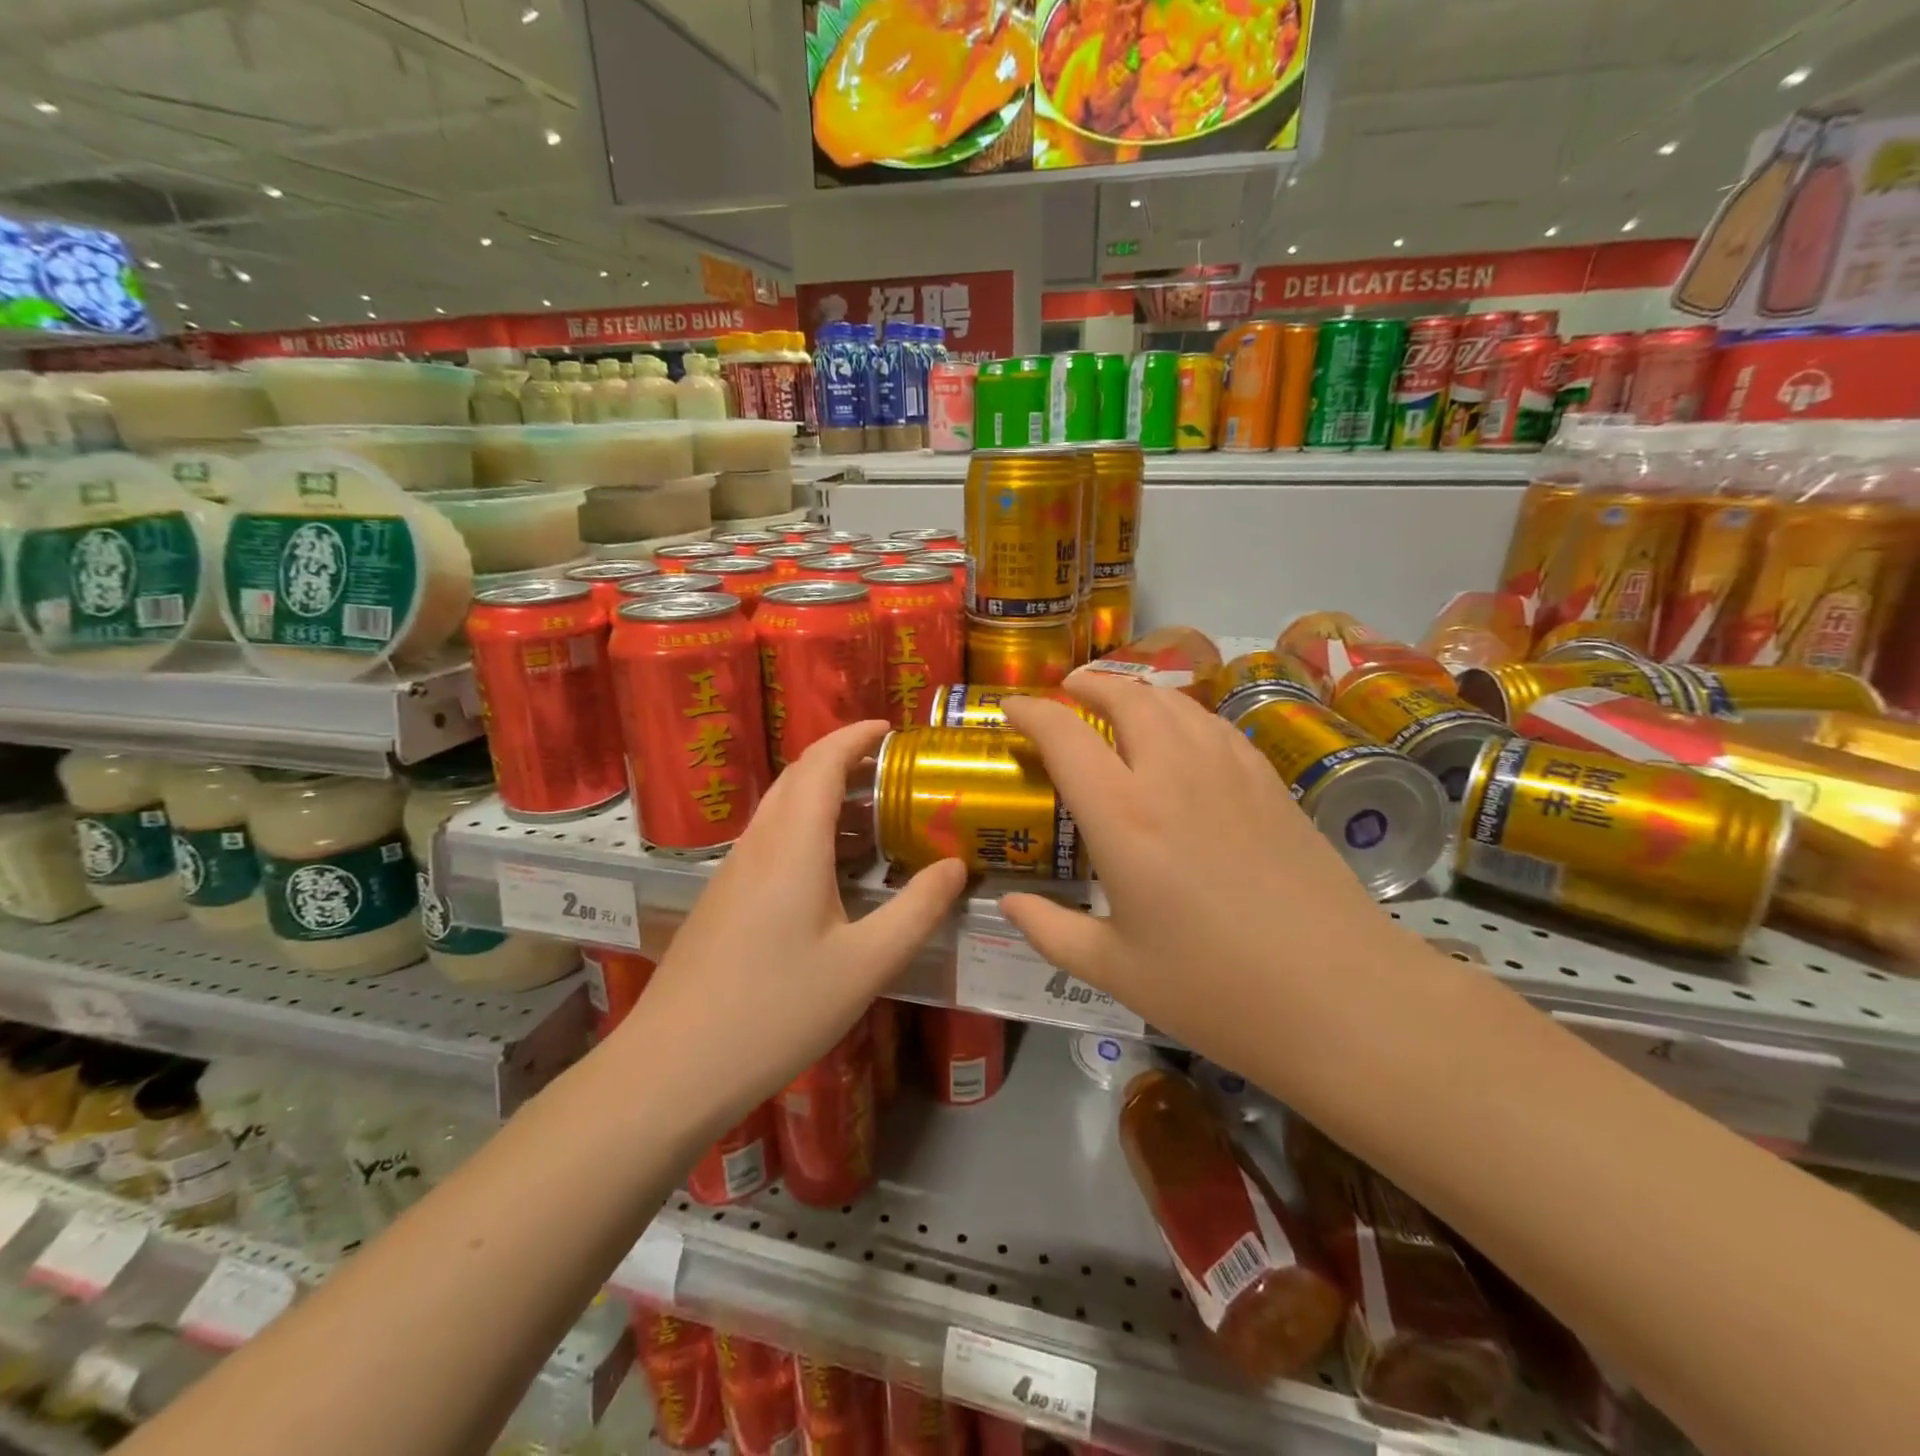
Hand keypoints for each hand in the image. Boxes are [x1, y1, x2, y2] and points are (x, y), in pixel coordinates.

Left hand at [618, 720, 965, 1133]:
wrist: (671, 1069)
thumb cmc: (776, 1011)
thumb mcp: (865, 964)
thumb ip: (916, 909)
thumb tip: (956, 865)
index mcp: (792, 845)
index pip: (820, 761)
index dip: (855, 735)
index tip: (893, 729)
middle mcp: (757, 845)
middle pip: (797, 778)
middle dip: (845, 761)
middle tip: (896, 773)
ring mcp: (732, 872)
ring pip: (781, 811)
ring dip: (825, 798)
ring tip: (876, 818)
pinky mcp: (722, 900)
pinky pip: (770, 842)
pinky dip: (808, 831)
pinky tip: (834, 872)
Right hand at [999, 674, 1425, 1084]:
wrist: (1341, 995)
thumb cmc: (1214, 989)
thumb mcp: (1114, 970)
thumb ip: (1050, 930)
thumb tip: (1008, 903)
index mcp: (1123, 816)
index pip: (1065, 735)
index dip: (1030, 711)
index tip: (1010, 708)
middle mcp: (1173, 774)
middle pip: (1126, 696)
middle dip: (1089, 683)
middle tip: (1068, 690)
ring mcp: (1229, 770)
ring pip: (1175, 702)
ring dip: (1138, 692)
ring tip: (1120, 705)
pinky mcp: (1270, 781)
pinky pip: (1215, 724)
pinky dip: (1183, 714)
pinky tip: (1182, 737)